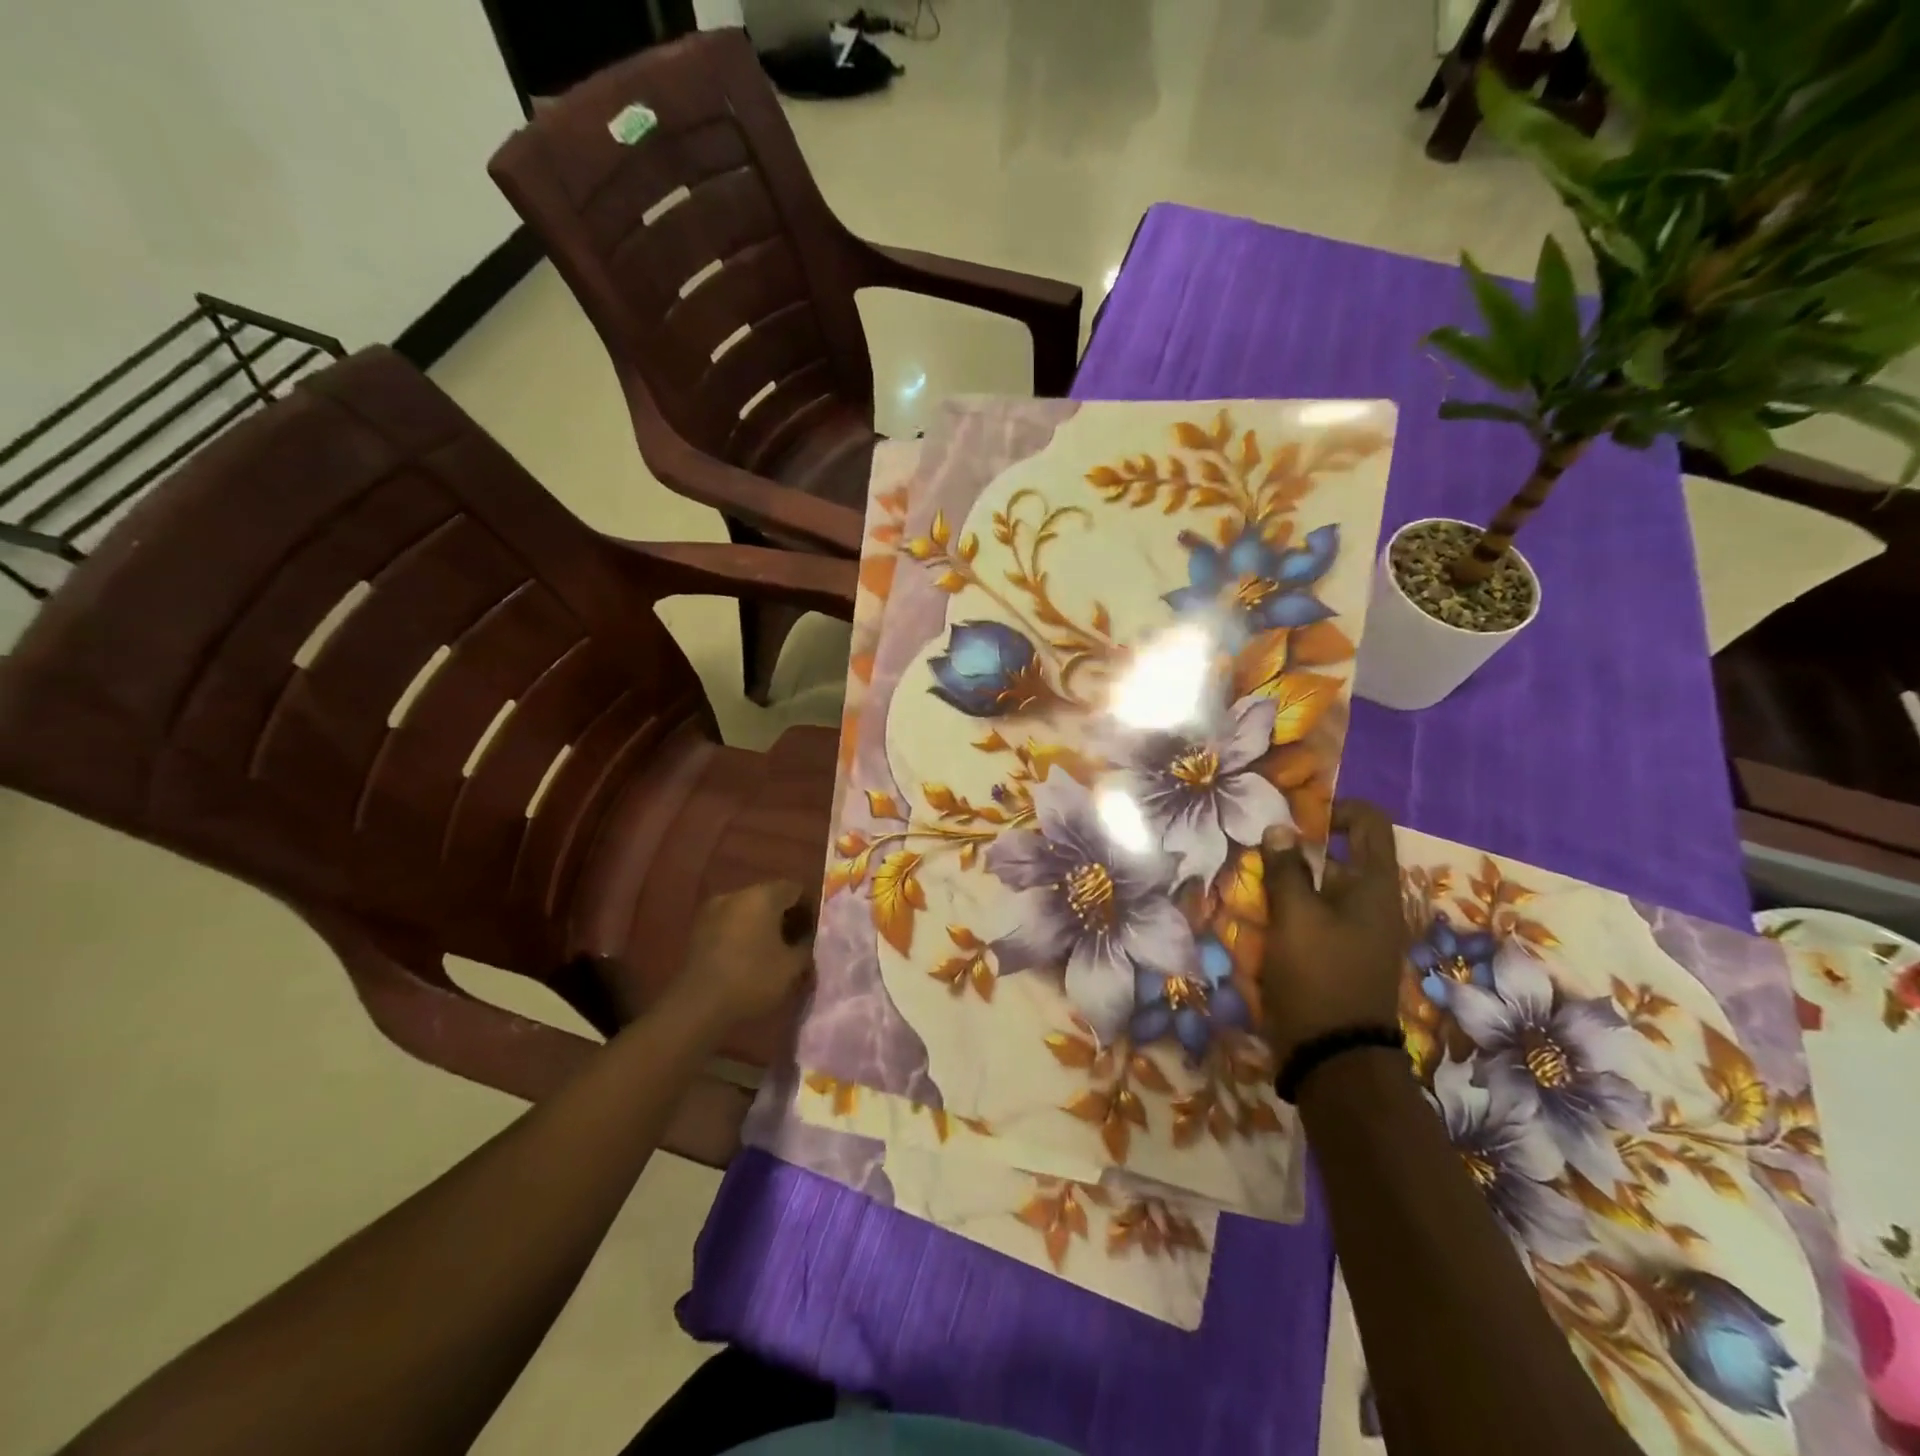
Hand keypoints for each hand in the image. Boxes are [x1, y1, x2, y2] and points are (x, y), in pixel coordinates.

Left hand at [675, 879, 815, 1027]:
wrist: (697, 1006)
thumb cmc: (752, 979)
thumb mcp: (792, 967)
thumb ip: (807, 947)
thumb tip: (809, 939)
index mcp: (762, 896)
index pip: (795, 889)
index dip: (810, 909)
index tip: (816, 932)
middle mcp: (736, 894)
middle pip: (770, 897)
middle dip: (786, 917)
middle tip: (798, 942)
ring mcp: (713, 910)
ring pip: (748, 911)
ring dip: (763, 926)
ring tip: (774, 953)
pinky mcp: (698, 930)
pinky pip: (730, 924)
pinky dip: (743, 935)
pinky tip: (750, 958)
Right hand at [1259, 800, 1407, 1062]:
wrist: (1335, 1056)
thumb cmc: (1318, 975)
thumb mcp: (1294, 916)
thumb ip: (1286, 869)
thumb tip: (1280, 829)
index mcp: (1375, 886)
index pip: (1369, 823)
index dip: (1335, 809)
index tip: (1294, 819)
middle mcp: (1375, 904)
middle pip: (1341, 856)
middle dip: (1299, 850)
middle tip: (1259, 852)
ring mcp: (1360, 932)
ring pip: (1323, 888)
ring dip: (1290, 882)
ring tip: (1252, 885)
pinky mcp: (1342, 955)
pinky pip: (1317, 917)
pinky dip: (1292, 910)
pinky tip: (1260, 919)